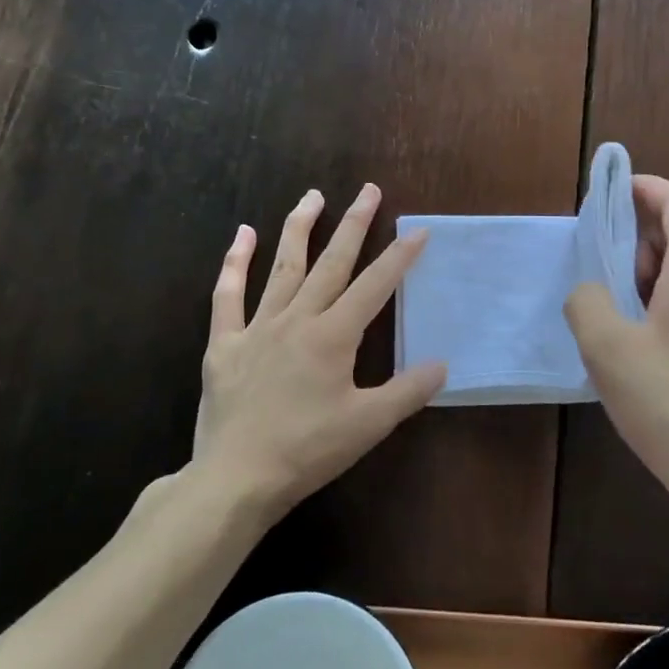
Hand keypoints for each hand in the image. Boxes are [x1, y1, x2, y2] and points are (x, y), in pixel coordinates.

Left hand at [194, 184, 446, 519]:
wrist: (237, 478)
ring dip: (300, 227)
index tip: (418, 230)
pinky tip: (243, 234)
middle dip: (354, 224)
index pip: (375, 286)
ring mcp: (258, 326)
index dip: (399, 257)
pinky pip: (227, 295)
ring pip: (283, 266)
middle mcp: (297, 318)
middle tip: (368, 190)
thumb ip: (407, 391)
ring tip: (313, 195)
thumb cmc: (307, 450)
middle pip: (332, 262)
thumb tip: (443, 365)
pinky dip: (235, 263)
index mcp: (334, 336)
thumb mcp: (368, 425)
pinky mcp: (225, 342)